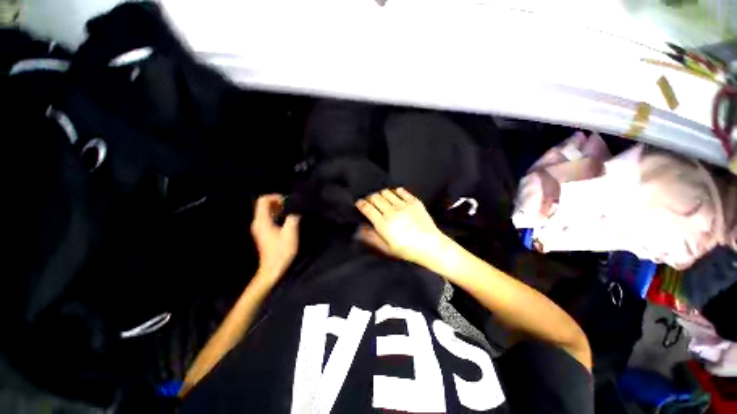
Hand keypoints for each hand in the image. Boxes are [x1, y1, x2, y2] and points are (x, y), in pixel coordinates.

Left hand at [251, 195, 299, 277]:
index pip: (263, 200)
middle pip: (263, 205)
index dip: (275, 197)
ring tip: (289, 211)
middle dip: (277, 202)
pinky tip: (285, 219)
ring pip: (265, 211)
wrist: (273, 269)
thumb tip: (295, 208)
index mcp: (262, 221)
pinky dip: (275, 215)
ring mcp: (258, 228)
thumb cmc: (281, 251)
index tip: (288, 201)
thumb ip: (293, 217)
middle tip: (290, 206)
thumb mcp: (290, 233)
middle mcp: (257, 223)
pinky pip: (267, 218)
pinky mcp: (262, 233)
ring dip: (277, 208)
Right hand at [356, 188, 450, 266]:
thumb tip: (361, 229)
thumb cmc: (408, 250)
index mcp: (384, 224)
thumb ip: (372, 237)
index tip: (359, 203)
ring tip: (382, 198)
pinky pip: (402, 191)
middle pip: (375, 198)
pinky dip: (396, 191)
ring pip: (387, 192)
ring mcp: (404, 206)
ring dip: (381, 194)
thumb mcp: (387, 248)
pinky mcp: (414, 202)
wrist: (431, 246)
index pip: (367, 208)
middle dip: (370, 198)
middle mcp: (392, 212)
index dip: (361, 204)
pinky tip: (395, 194)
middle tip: (370, 201)